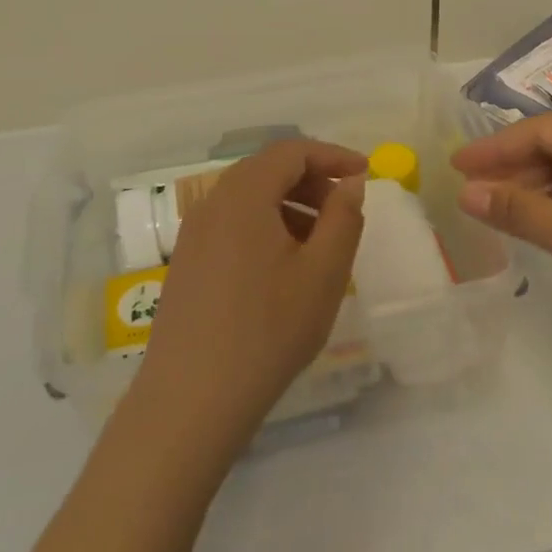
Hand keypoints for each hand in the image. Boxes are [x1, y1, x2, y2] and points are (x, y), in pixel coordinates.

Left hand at [132, 139, 366, 451]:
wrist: (191, 400)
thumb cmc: (268, 330)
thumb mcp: (323, 273)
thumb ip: (343, 218)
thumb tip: (350, 183)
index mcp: (243, 195)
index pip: (290, 151)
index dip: (332, 155)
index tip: (365, 173)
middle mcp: (211, 204)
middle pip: (266, 170)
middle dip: (312, 180)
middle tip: (345, 209)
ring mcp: (193, 235)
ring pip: (248, 199)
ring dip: (290, 206)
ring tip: (320, 244)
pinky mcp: (186, 264)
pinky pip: (231, 225)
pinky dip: (265, 227)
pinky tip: (285, 268)